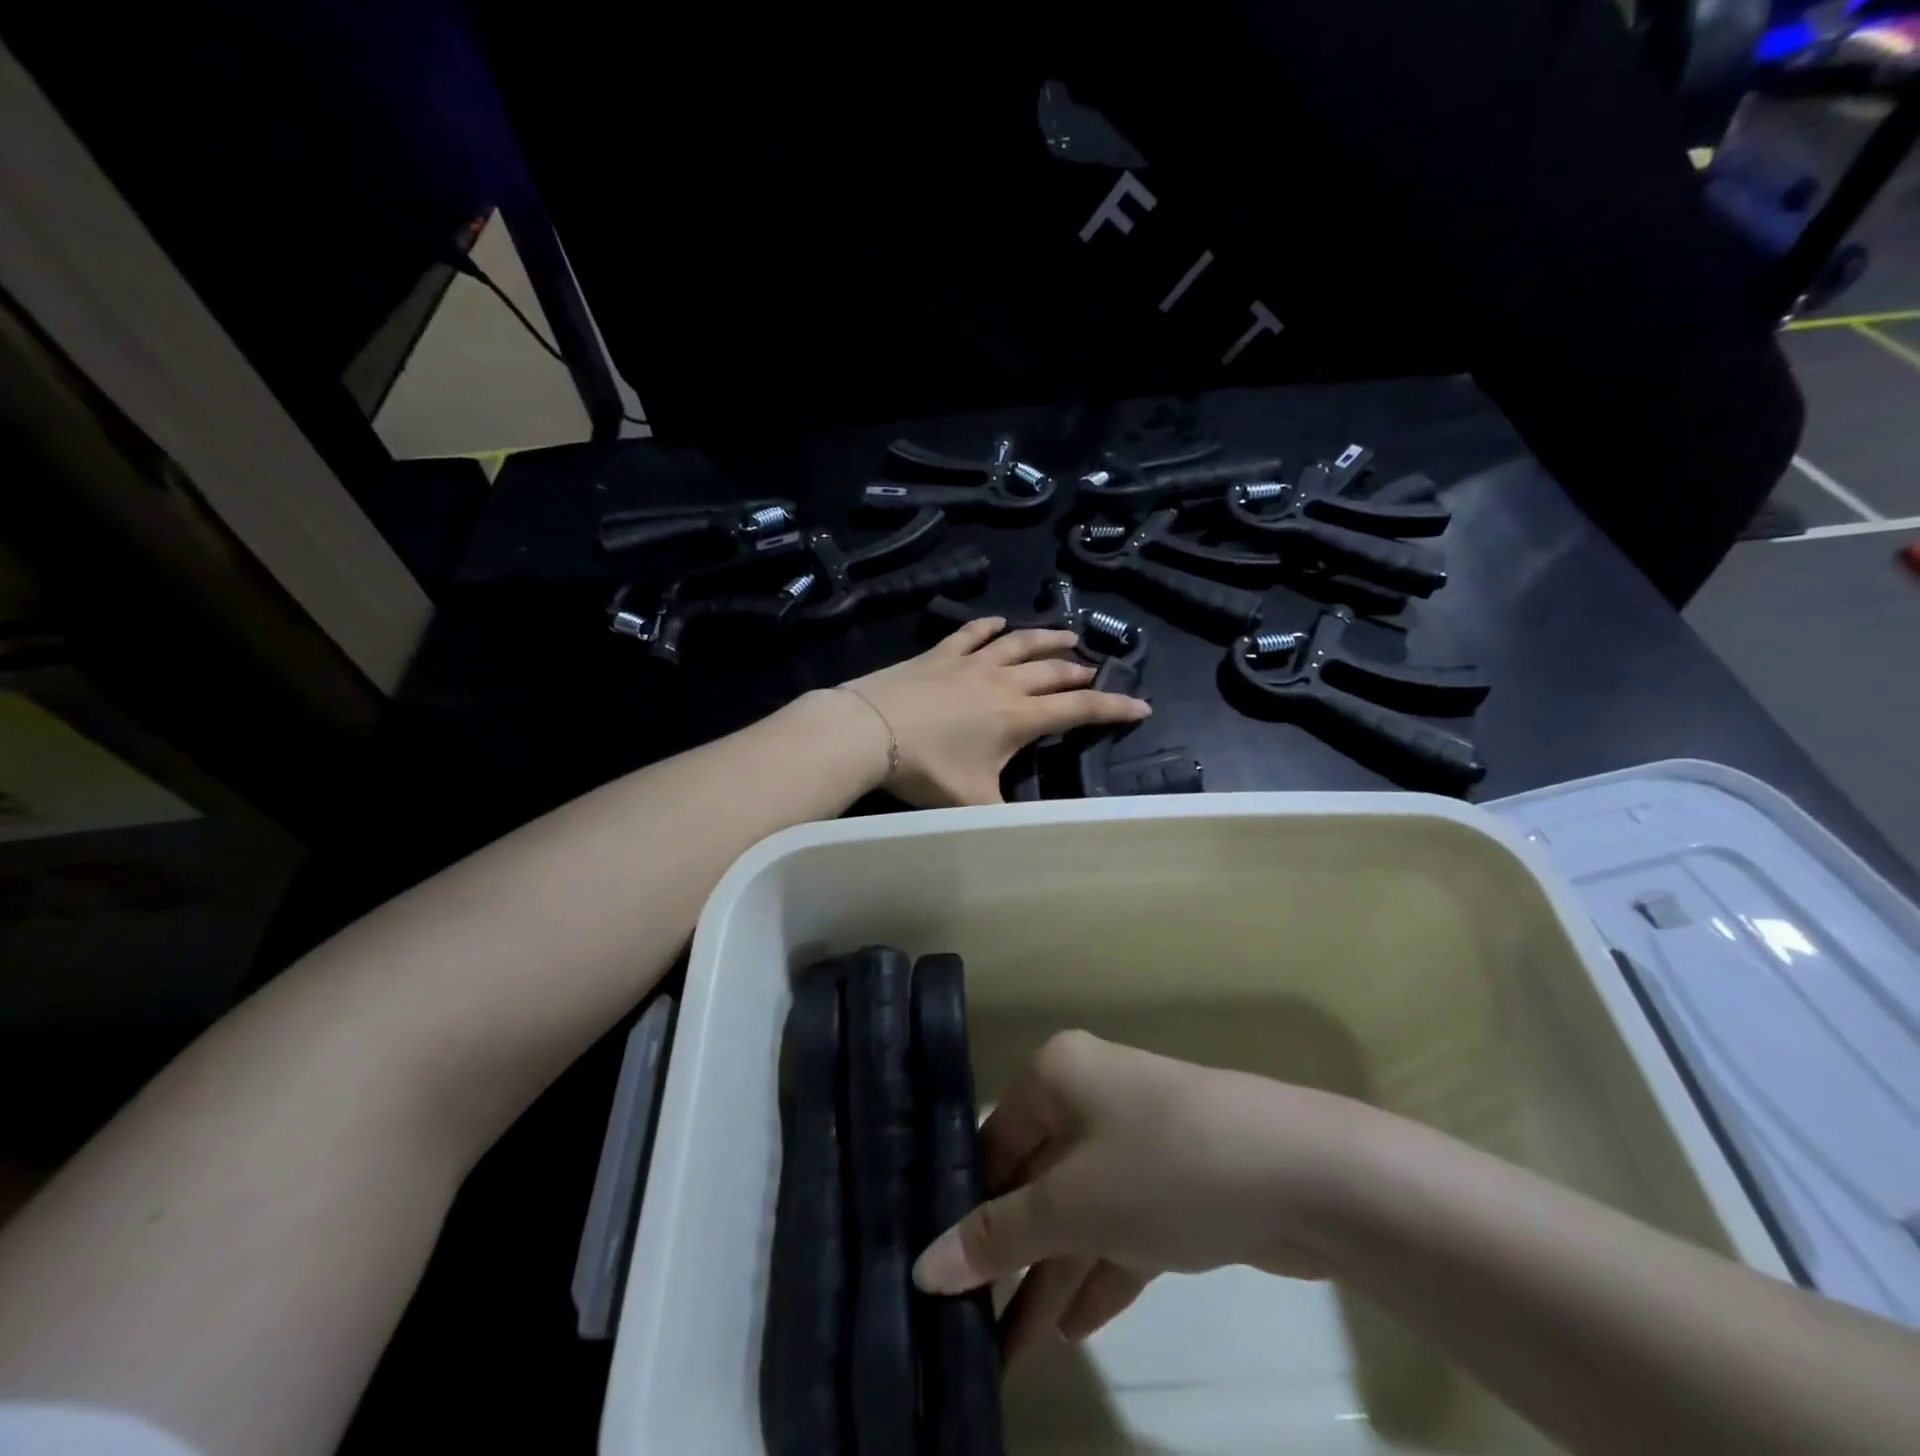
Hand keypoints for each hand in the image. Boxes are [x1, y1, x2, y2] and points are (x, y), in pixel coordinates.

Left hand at [837, 617, 1150, 806]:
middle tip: (1094, 673)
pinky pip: (972, 632)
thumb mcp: (972, 804)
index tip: (1141, 706)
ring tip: (1067, 636)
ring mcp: (971, 662)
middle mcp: (1004, 682)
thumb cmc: (925, 769)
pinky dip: (990, 626)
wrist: (868, 730)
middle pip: (1053, 671)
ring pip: (1020, 642)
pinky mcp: (940, 653)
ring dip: (1047, 639)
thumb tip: (1033, 830)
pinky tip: (999, 621)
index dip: (1114, 708)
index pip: (1079, 709)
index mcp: (1019, 717)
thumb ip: (1006, 816)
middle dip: (1080, 672)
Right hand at [912, 1031, 1361, 1363]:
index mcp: (1057, 1075)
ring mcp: (1136, 1141)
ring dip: (1049, 1278)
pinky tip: (1069, 1328)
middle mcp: (1091, 1097)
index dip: (966, 1207)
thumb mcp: (1073, 1203)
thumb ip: (998, 1236)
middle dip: (1008, 1256)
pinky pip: (1119, 1229)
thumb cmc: (1164, 1166)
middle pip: (1034, 1181)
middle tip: (965, 1327)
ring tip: (1007, 1352)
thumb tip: (923, 1266)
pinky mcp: (1174, 1185)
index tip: (937, 1275)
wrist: (1303, 1176)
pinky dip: (1096, 1273)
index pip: (993, 1142)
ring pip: (1077, 1212)